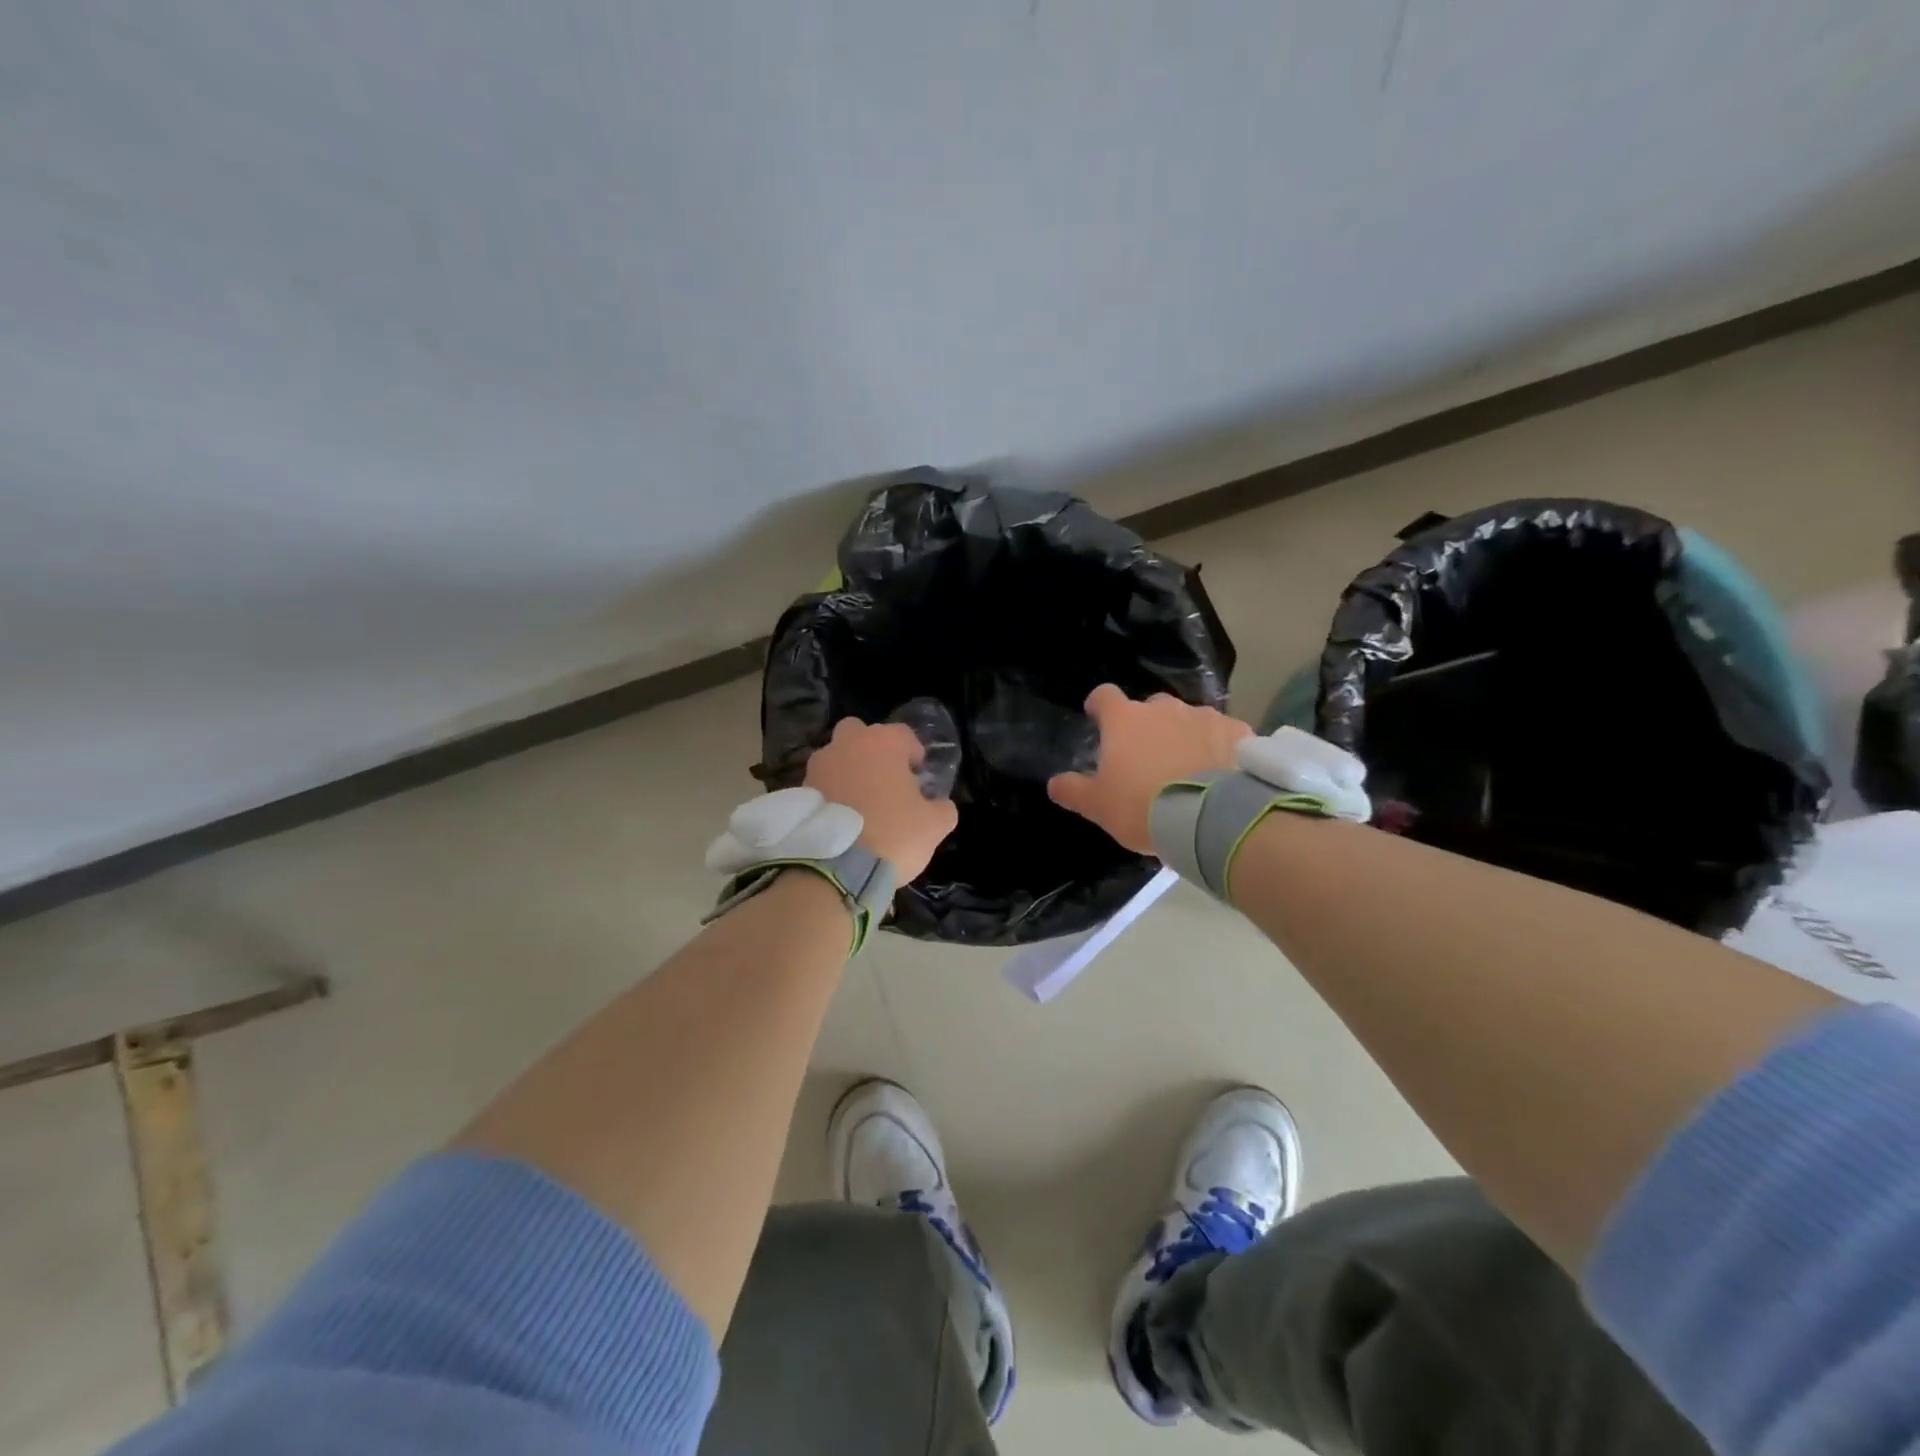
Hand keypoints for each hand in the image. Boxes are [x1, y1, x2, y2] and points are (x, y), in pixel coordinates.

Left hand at [805, 718, 957, 880]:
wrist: (835, 867)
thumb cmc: (893, 833)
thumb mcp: (934, 826)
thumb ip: (942, 808)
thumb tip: (940, 805)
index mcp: (883, 743)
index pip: (903, 734)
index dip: (914, 753)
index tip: (919, 774)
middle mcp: (847, 744)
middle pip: (860, 733)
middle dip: (873, 750)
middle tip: (886, 779)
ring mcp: (819, 766)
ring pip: (837, 757)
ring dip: (849, 771)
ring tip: (861, 803)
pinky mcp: (800, 791)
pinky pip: (822, 783)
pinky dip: (832, 794)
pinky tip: (843, 818)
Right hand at [1047, 685, 1251, 852]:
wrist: (1211, 818)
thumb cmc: (1142, 807)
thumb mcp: (1098, 806)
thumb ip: (1073, 790)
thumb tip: (1054, 783)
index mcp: (1125, 720)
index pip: (1104, 696)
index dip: (1099, 706)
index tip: (1097, 719)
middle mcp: (1164, 708)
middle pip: (1150, 708)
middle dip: (1146, 726)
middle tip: (1147, 758)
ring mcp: (1205, 716)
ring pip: (1188, 719)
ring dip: (1184, 736)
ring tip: (1188, 770)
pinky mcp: (1238, 731)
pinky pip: (1223, 733)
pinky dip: (1218, 747)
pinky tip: (1220, 773)